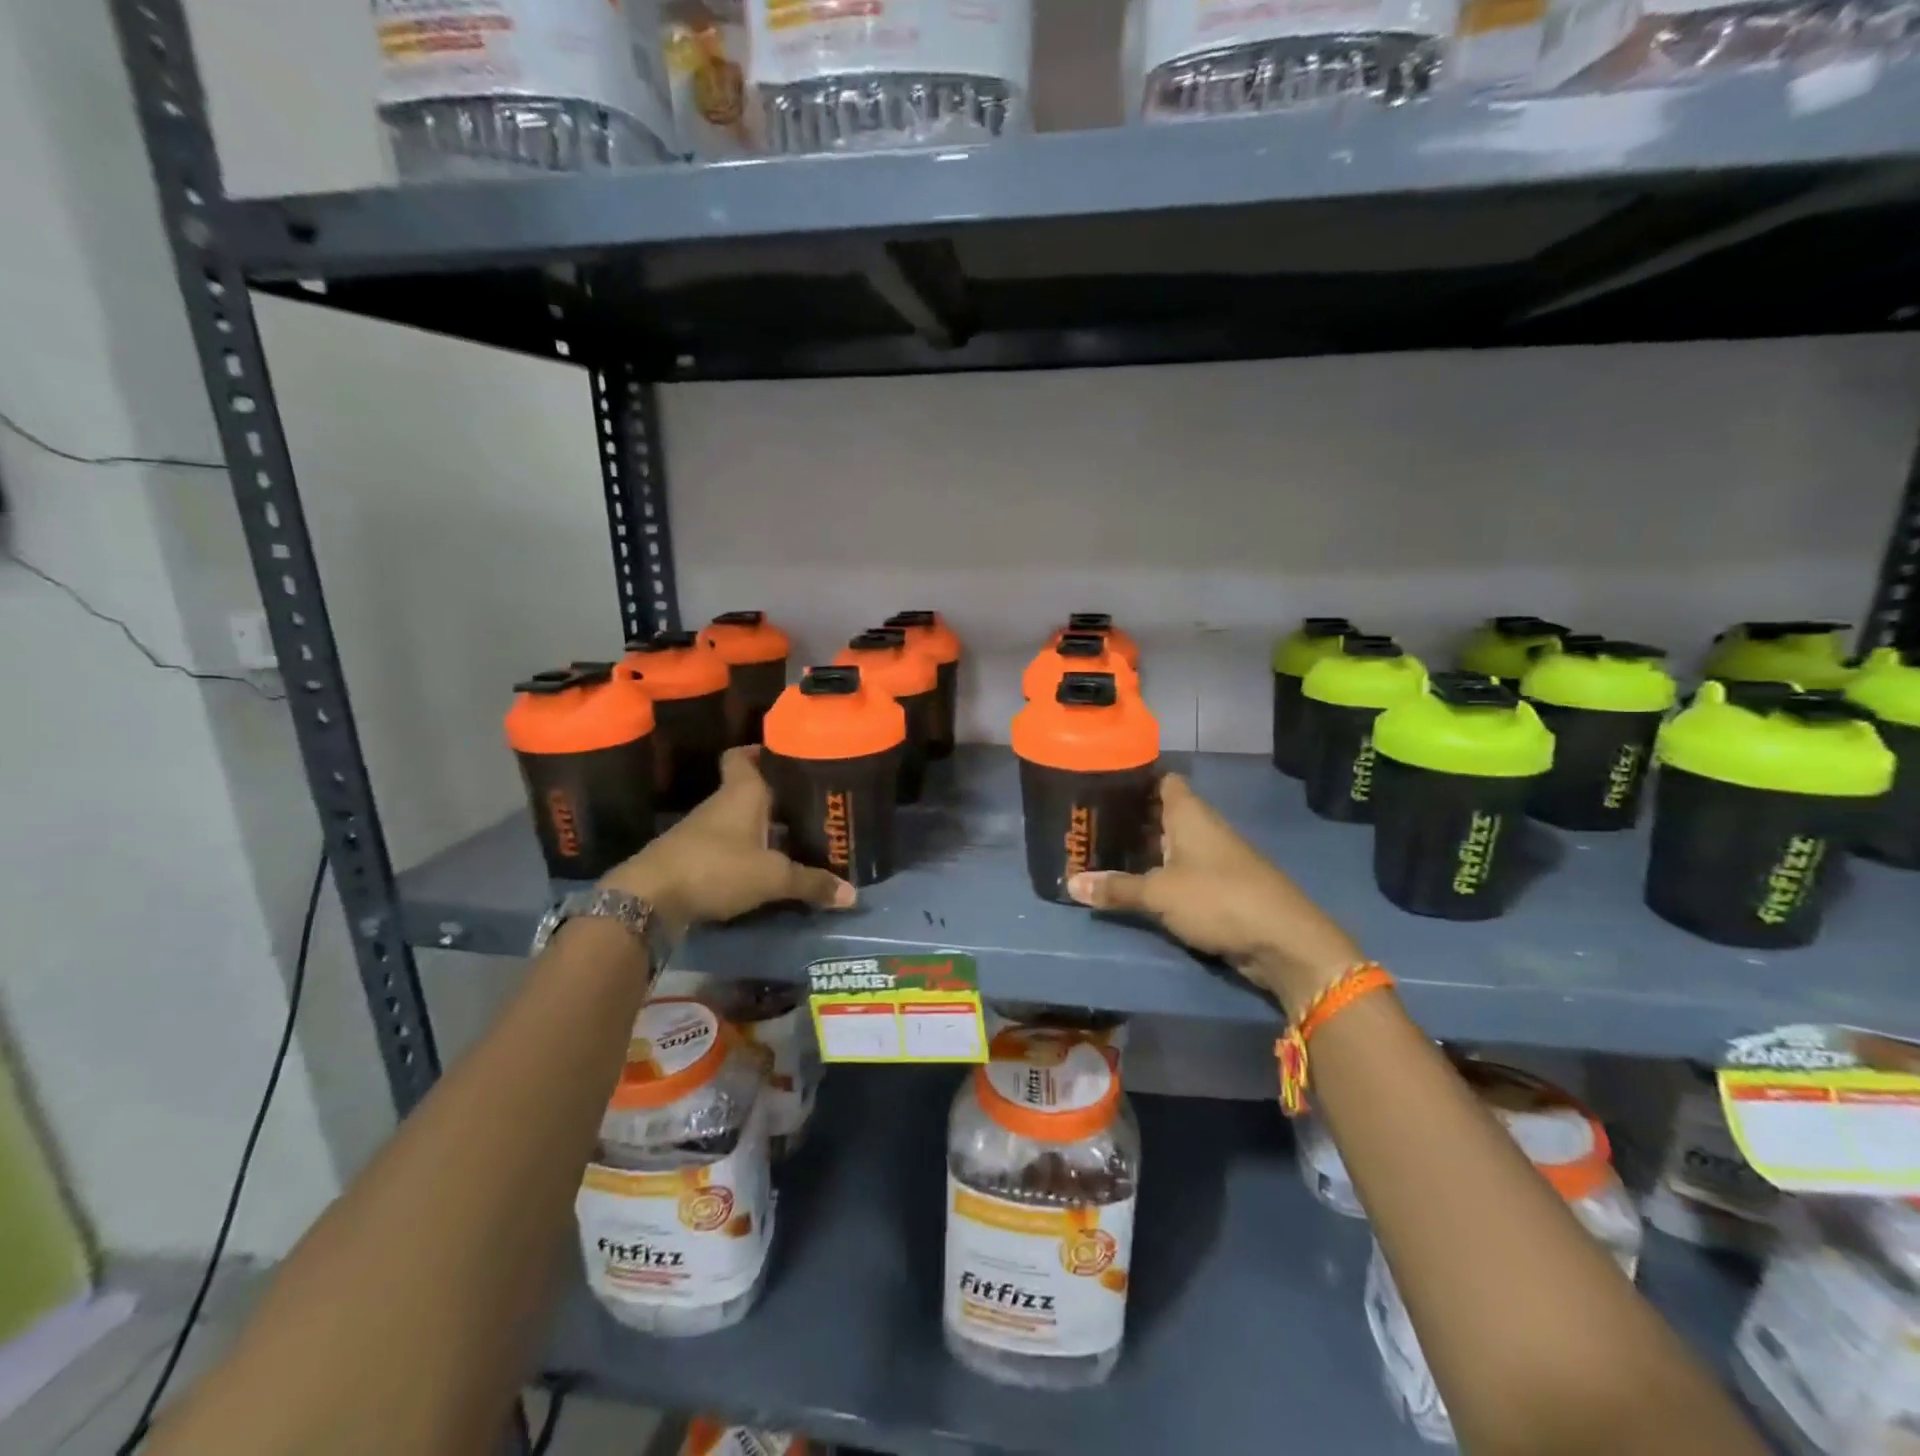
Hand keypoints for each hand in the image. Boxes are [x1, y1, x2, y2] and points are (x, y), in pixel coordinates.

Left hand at [601, 747, 855, 934]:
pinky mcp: (693, 858)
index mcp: (741, 792)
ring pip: (739, 820)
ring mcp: (703, 832)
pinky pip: (728, 846)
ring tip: (798, 838)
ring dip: (763, 828)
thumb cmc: (716, 867)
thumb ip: (811, 883)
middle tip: (811, 805)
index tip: (788, 758)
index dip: (762, 752)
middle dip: (777, 797)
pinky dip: (747, 853)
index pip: (743, 756)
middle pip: (749, 790)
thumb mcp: (772, 877)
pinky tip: (767, 868)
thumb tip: (854, 895)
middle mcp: (721, 805)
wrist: (648, 900)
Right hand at [1067, 773, 1359, 1015]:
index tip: (1102, 782)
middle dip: (1129, 817)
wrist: (1283, 941)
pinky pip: (1181, 871)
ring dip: (1143, 849)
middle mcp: (1202, 827)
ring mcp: (1214, 857)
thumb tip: (1071, 884)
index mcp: (1190, 813)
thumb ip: (1116, 888)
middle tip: (1089, 823)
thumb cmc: (1218, 898)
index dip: (1135, 778)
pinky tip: (1135, 882)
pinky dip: (1159, 873)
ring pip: (1171, 844)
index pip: (1162, 779)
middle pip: (1162, 812)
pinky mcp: (1220, 886)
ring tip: (1102, 851)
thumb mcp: (1159, 893)